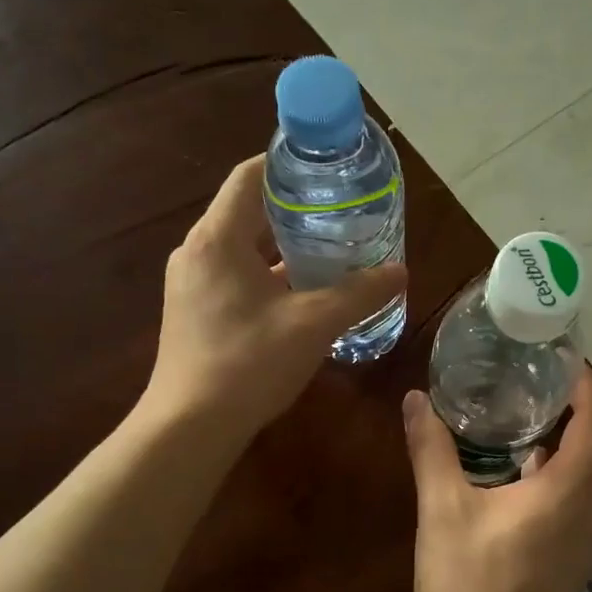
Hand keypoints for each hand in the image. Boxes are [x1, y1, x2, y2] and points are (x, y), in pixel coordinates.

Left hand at [148, 156, 406, 440]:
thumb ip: (359, 294)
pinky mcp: (194, 312)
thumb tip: (400, 271)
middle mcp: (198, 252)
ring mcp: (192, 284)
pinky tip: (303, 295)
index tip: (329, 168)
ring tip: (331, 251)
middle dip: (296, 210)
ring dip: (284, 247)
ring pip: (243, 248)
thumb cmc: (249, 364)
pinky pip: (236, 277)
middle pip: (248, 211)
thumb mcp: (314, 325)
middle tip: (342, 212)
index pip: (251, 176)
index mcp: (218, 238)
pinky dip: (268, 275)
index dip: (289, 165)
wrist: (190, 426)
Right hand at [402, 369, 591, 591]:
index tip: (558, 354)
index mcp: (570, 488)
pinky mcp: (580, 556)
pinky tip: (527, 464)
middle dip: (578, 404)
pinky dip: (566, 470)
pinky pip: (584, 496)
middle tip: (538, 374)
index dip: (582, 381)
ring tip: (533, 409)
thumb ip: (431, 448)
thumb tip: (415, 398)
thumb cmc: (468, 584)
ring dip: (573, 437)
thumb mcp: (442, 510)